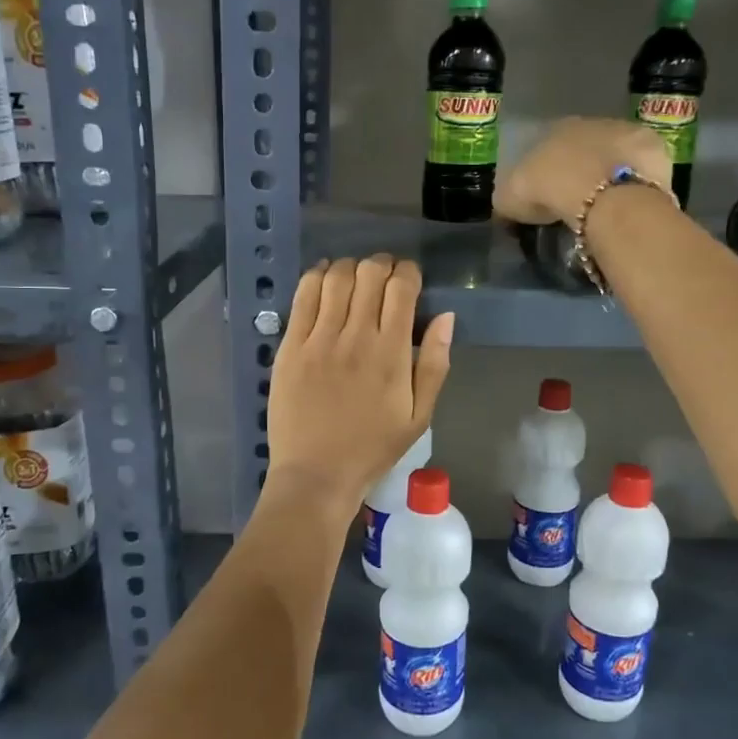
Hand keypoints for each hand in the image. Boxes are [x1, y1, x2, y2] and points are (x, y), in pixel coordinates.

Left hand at [267, 255, 454, 517]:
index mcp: (392, 353)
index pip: (401, 288)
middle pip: (369, 274)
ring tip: (355, 278)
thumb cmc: (373, 448)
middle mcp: (356, 336)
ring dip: (350, 267)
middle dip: (382, 265)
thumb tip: (446, 317)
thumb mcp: (420, 415)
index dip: (408, 272)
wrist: (316, 473)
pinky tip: (324, 278)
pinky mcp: (291, 346)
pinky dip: (316, 277)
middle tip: (384, 275)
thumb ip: (436, 364)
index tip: (409, 279)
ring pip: (336, 278)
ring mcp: (319, 339)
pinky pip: (303, 296)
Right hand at [495, 117, 671, 225]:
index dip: (550, 171)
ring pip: (617, 153)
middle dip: (585, 168)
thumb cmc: (551, 190)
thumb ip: (508, 197)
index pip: (550, 145)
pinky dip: (640, 181)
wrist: (603, 195)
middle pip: (587, 147)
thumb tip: (506, 206)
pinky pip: (644, 168)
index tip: (550, 195)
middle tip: (581, 201)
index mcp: (556, 128)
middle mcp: (592, 122)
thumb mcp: (510, 198)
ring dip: (613, 172)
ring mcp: (627, 132)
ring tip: (610, 204)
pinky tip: (634, 202)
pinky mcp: (655, 149)